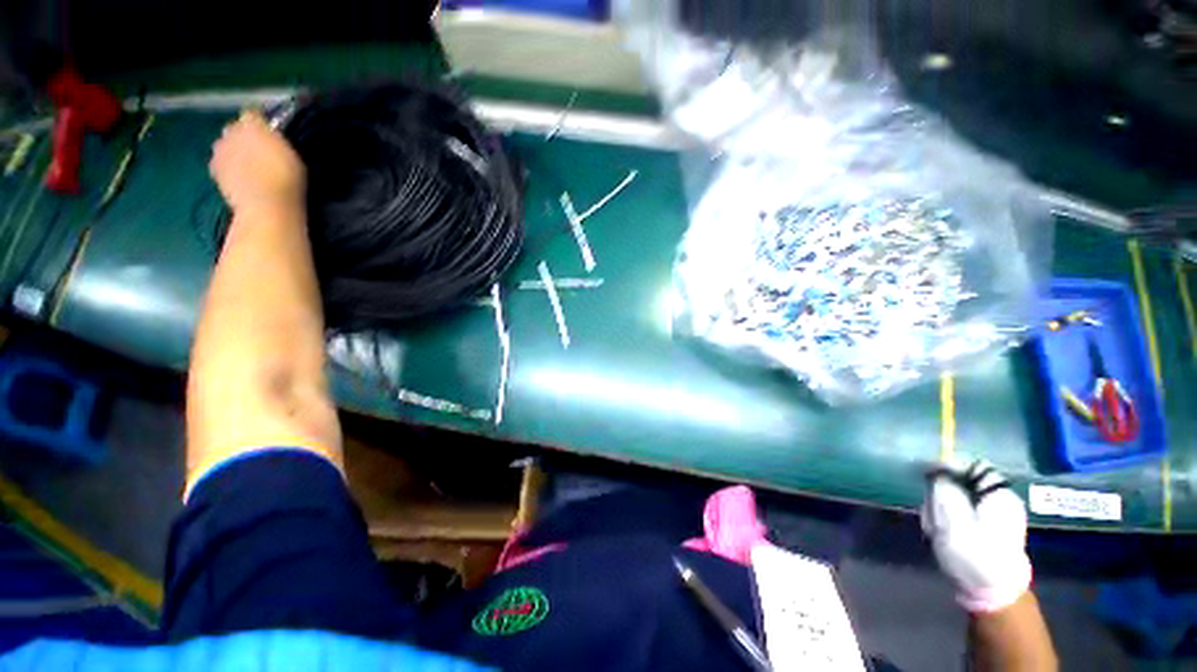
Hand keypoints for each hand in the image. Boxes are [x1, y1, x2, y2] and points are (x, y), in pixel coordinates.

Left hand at [209, 110, 304, 213]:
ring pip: (225, 145)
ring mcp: (218, 151)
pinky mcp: (213, 170)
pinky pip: (220, 163)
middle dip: (243, 137)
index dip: (261, 123)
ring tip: (250, 167)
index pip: (252, 114)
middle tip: (259, 152)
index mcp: (252, 124)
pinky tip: (241, 178)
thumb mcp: (293, 155)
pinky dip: (228, 167)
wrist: (265, 206)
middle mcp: (231, 132)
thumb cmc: (287, 179)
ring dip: (234, 152)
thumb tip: (269, 135)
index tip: (271, 133)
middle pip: (235, 129)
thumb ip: (276, 141)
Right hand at [921, 461, 1032, 613]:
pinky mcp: (990, 530)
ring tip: (936, 527)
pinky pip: (964, 513)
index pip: (972, 465)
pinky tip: (943, 534)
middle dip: (942, 493)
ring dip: (942, 508)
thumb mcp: (951, 517)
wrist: (992, 594)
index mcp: (998, 494)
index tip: (926, 475)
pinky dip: (949, 519)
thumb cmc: (972, 552)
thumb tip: (937, 470)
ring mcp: (997, 516)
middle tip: (932, 511)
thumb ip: (944, 487)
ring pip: (960, 499)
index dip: (947, 465)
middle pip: (964, 482)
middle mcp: (1001, 500)